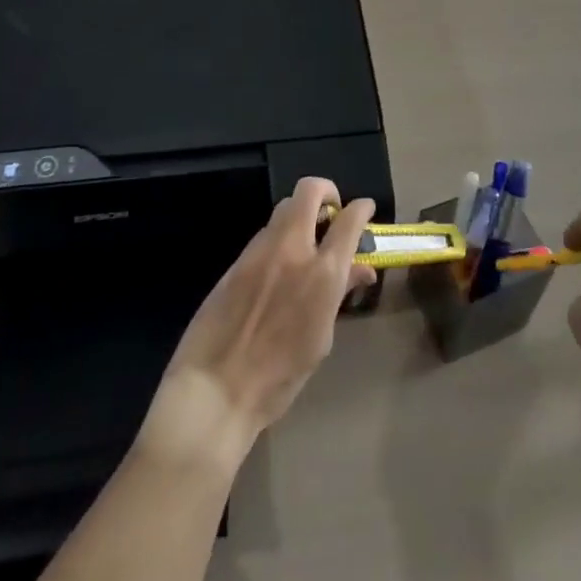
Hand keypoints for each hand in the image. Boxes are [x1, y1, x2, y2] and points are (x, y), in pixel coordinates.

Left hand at [139, 177, 374, 471]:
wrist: (215, 389)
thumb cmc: (279, 378)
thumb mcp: (320, 338)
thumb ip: (339, 293)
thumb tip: (361, 270)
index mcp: (322, 273)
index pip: (349, 220)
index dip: (361, 208)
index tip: (365, 208)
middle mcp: (293, 249)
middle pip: (309, 191)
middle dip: (326, 191)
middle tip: (331, 210)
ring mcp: (261, 250)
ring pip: (284, 208)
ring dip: (300, 215)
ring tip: (305, 241)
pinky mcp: (237, 259)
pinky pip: (264, 234)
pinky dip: (279, 238)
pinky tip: (277, 267)